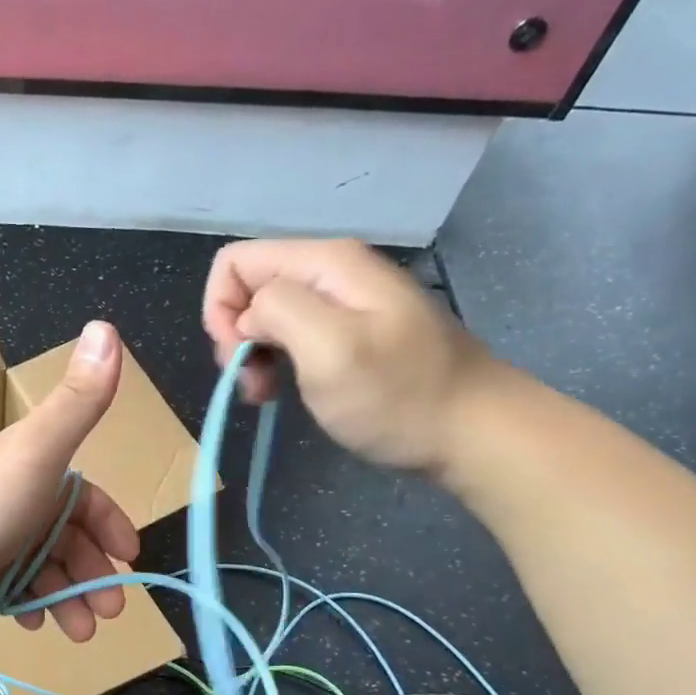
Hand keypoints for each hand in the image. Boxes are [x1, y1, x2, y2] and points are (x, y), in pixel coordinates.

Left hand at [0, 322, 141, 646]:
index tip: (129, 557)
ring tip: (80, 631)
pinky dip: (30, 604)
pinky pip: (11, 589)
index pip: (83, 494)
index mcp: (25, 466)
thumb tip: (107, 325)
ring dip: (67, 596)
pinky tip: (35, 623)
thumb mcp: (35, 454)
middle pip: (65, 535)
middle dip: (93, 571)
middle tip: (110, 610)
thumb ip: (77, 403)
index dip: (110, 522)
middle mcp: (6, 497)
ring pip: (42, 567)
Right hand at [202, 237, 494, 473]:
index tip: (235, 358)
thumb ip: (278, 311)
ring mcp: (344, 302)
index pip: (236, 261)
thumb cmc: (398, 396)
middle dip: (236, 335)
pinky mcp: (351, 332)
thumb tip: (249, 314)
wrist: (475, 433)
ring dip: (254, 354)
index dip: (220, 308)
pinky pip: (292, 334)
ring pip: (267, 314)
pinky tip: (287, 389)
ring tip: (267, 394)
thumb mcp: (330, 349)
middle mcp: (332, 271)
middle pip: (250, 286)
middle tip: (253, 383)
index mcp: (326, 263)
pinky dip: (277, 362)